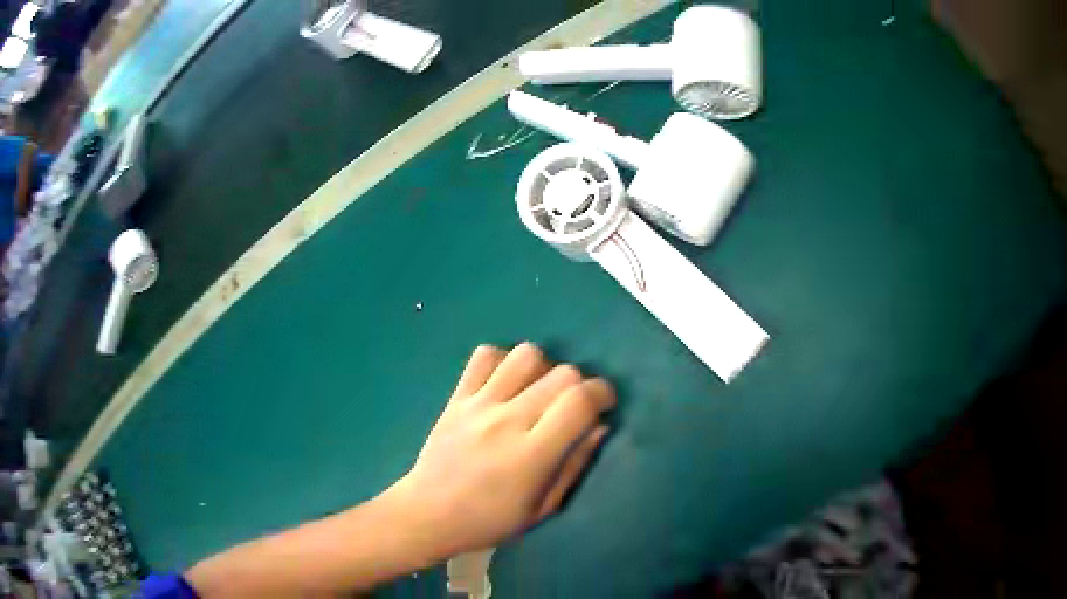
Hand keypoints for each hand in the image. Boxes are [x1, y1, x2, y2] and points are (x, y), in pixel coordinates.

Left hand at [390, 343, 615, 556]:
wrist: (428, 513)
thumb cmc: (490, 521)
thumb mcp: (543, 508)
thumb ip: (574, 465)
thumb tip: (600, 426)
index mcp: (532, 454)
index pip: (580, 401)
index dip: (603, 394)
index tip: (604, 404)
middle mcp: (507, 420)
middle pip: (562, 373)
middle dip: (580, 384)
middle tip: (573, 406)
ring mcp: (479, 404)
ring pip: (525, 355)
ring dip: (543, 368)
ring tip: (538, 392)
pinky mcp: (457, 397)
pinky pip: (484, 356)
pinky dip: (502, 361)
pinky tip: (505, 384)